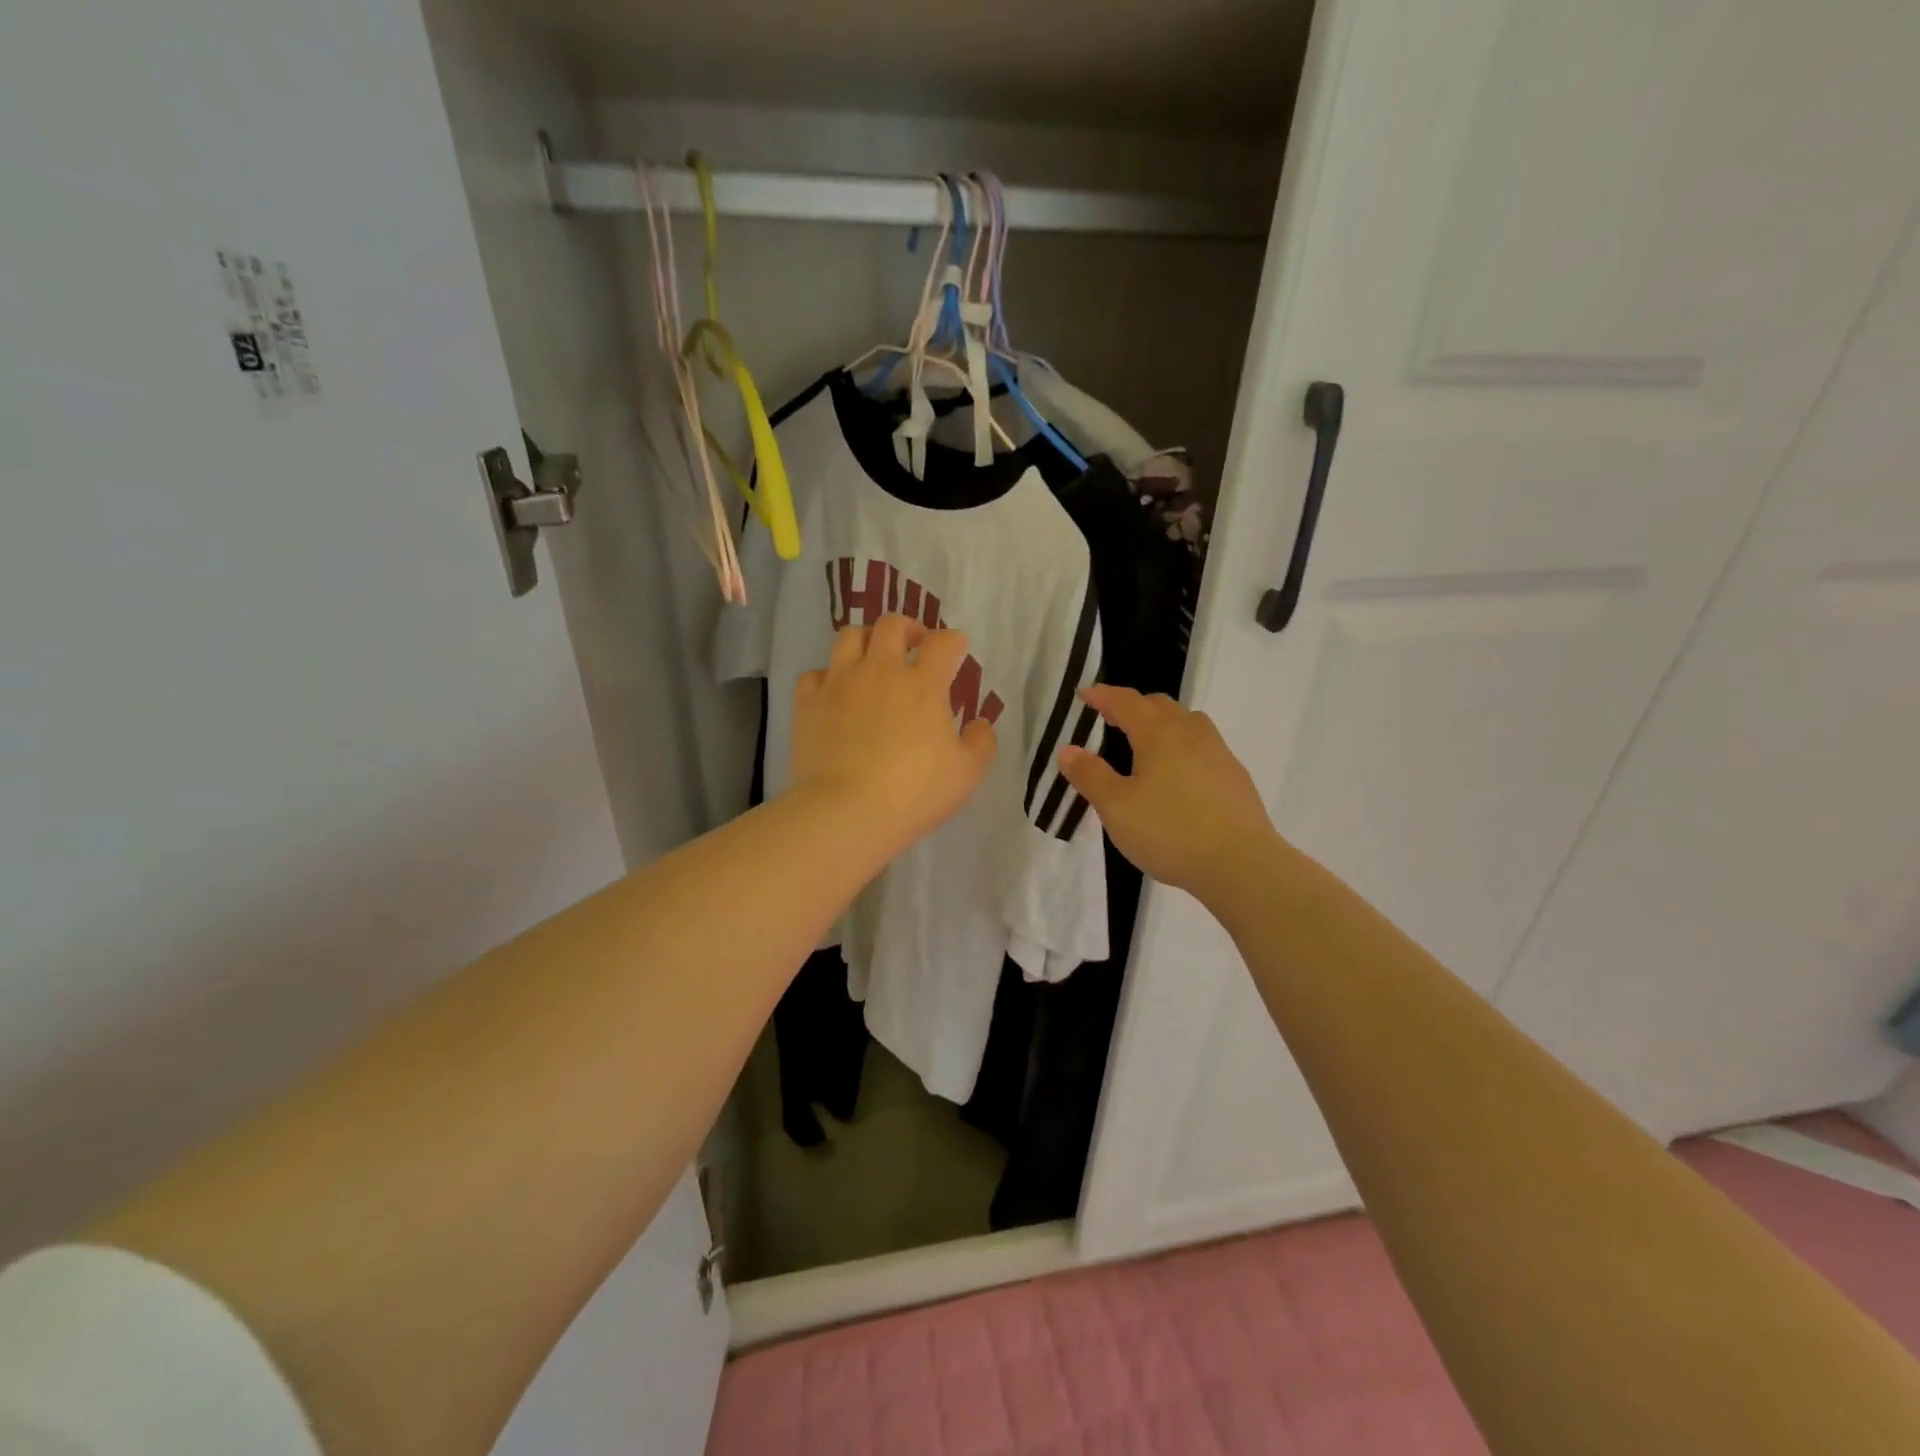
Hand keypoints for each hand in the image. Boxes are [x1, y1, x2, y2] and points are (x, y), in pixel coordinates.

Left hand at [789, 616, 997, 855]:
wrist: (846, 811)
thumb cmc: (914, 792)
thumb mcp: (966, 774)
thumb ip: (980, 743)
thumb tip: (979, 724)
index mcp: (923, 684)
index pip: (943, 643)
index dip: (953, 642)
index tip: (956, 651)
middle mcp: (880, 670)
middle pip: (892, 625)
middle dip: (908, 628)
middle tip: (914, 646)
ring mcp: (840, 682)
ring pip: (849, 636)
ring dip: (866, 640)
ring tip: (872, 659)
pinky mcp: (808, 702)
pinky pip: (815, 673)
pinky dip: (827, 677)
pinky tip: (834, 692)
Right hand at [1056, 685, 1277, 895]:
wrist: (1241, 864)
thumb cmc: (1170, 831)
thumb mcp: (1116, 807)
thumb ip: (1090, 775)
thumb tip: (1067, 749)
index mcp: (1159, 735)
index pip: (1126, 702)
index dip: (1103, 695)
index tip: (1084, 693)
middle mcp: (1191, 734)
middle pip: (1160, 706)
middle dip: (1133, 706)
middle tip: (1112, 718)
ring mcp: (1219, 754)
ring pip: (1188, 723)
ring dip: (1163, 722)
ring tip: (1147, 742)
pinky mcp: (1236, 778)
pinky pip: (1205, 747)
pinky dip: (1184, 747)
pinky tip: (1179, 775)